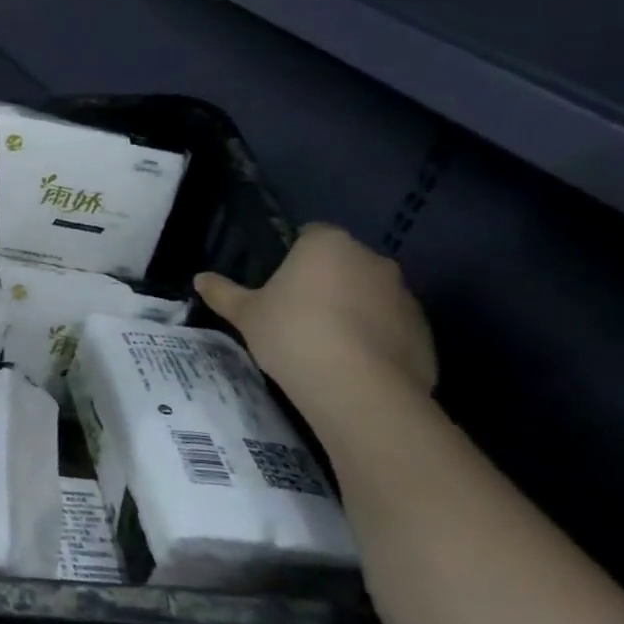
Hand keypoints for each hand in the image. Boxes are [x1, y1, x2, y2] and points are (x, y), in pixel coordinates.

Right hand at [194, 223, 436, 401]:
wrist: (358, 389)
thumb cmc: (293, 334)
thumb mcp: (245, 314)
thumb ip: (223, 293)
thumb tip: (200, 279)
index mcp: (328, 245)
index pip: (311, 233)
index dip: (293, 254)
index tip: (278, 281)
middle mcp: (372, 260)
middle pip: (343, 262)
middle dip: (325, 280)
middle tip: (296, 311)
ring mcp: (405, 296)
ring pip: (370, 294)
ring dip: (352, 308)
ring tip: (325, 342)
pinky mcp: (424, 332)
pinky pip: (391, 326)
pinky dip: (374, 336)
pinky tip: (351, 363)